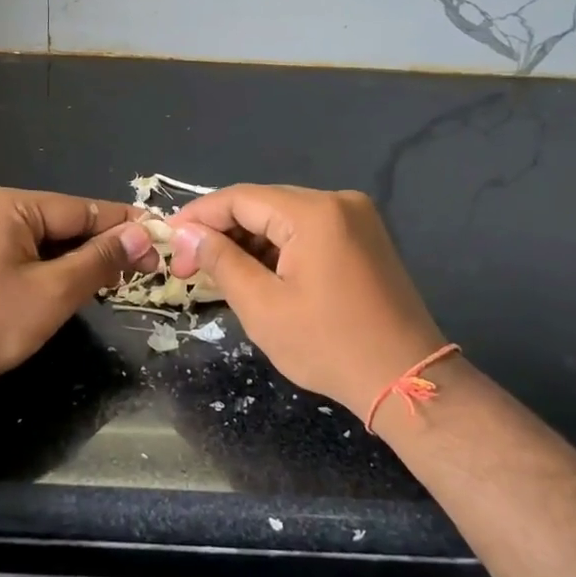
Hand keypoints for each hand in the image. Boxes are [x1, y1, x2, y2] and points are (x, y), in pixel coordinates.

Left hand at [0, 185, 158, 414]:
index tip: (162, 240)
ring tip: (116, 280)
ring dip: (78, 261)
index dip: (124, 226)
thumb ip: (100, 259)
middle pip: (62, 222)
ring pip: (44, 242)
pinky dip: (50, 271)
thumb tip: (141, 235)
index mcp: (8, 203)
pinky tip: (73, 288)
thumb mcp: (54, 292)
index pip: (81, 208)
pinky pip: (23, 256)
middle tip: (143, 268)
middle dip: (101, 246)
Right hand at [168, 185, 446, 419]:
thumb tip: (187, 234)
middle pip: (263, 203)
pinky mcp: (364, 237)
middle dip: (222, 230)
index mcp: (314, 212)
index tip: (169, 238)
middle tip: (189, 262)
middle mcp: (338, 201)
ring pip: (284, 217)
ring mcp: (356, 218)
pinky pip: (308, 229)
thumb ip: (221, 261)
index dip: (199, 215)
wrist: (406, 379)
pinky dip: (278, 247)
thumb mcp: (262, 307)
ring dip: (249, 239)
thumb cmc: (329, 346)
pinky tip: (256, 272)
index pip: (240, 197)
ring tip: (217, 271)